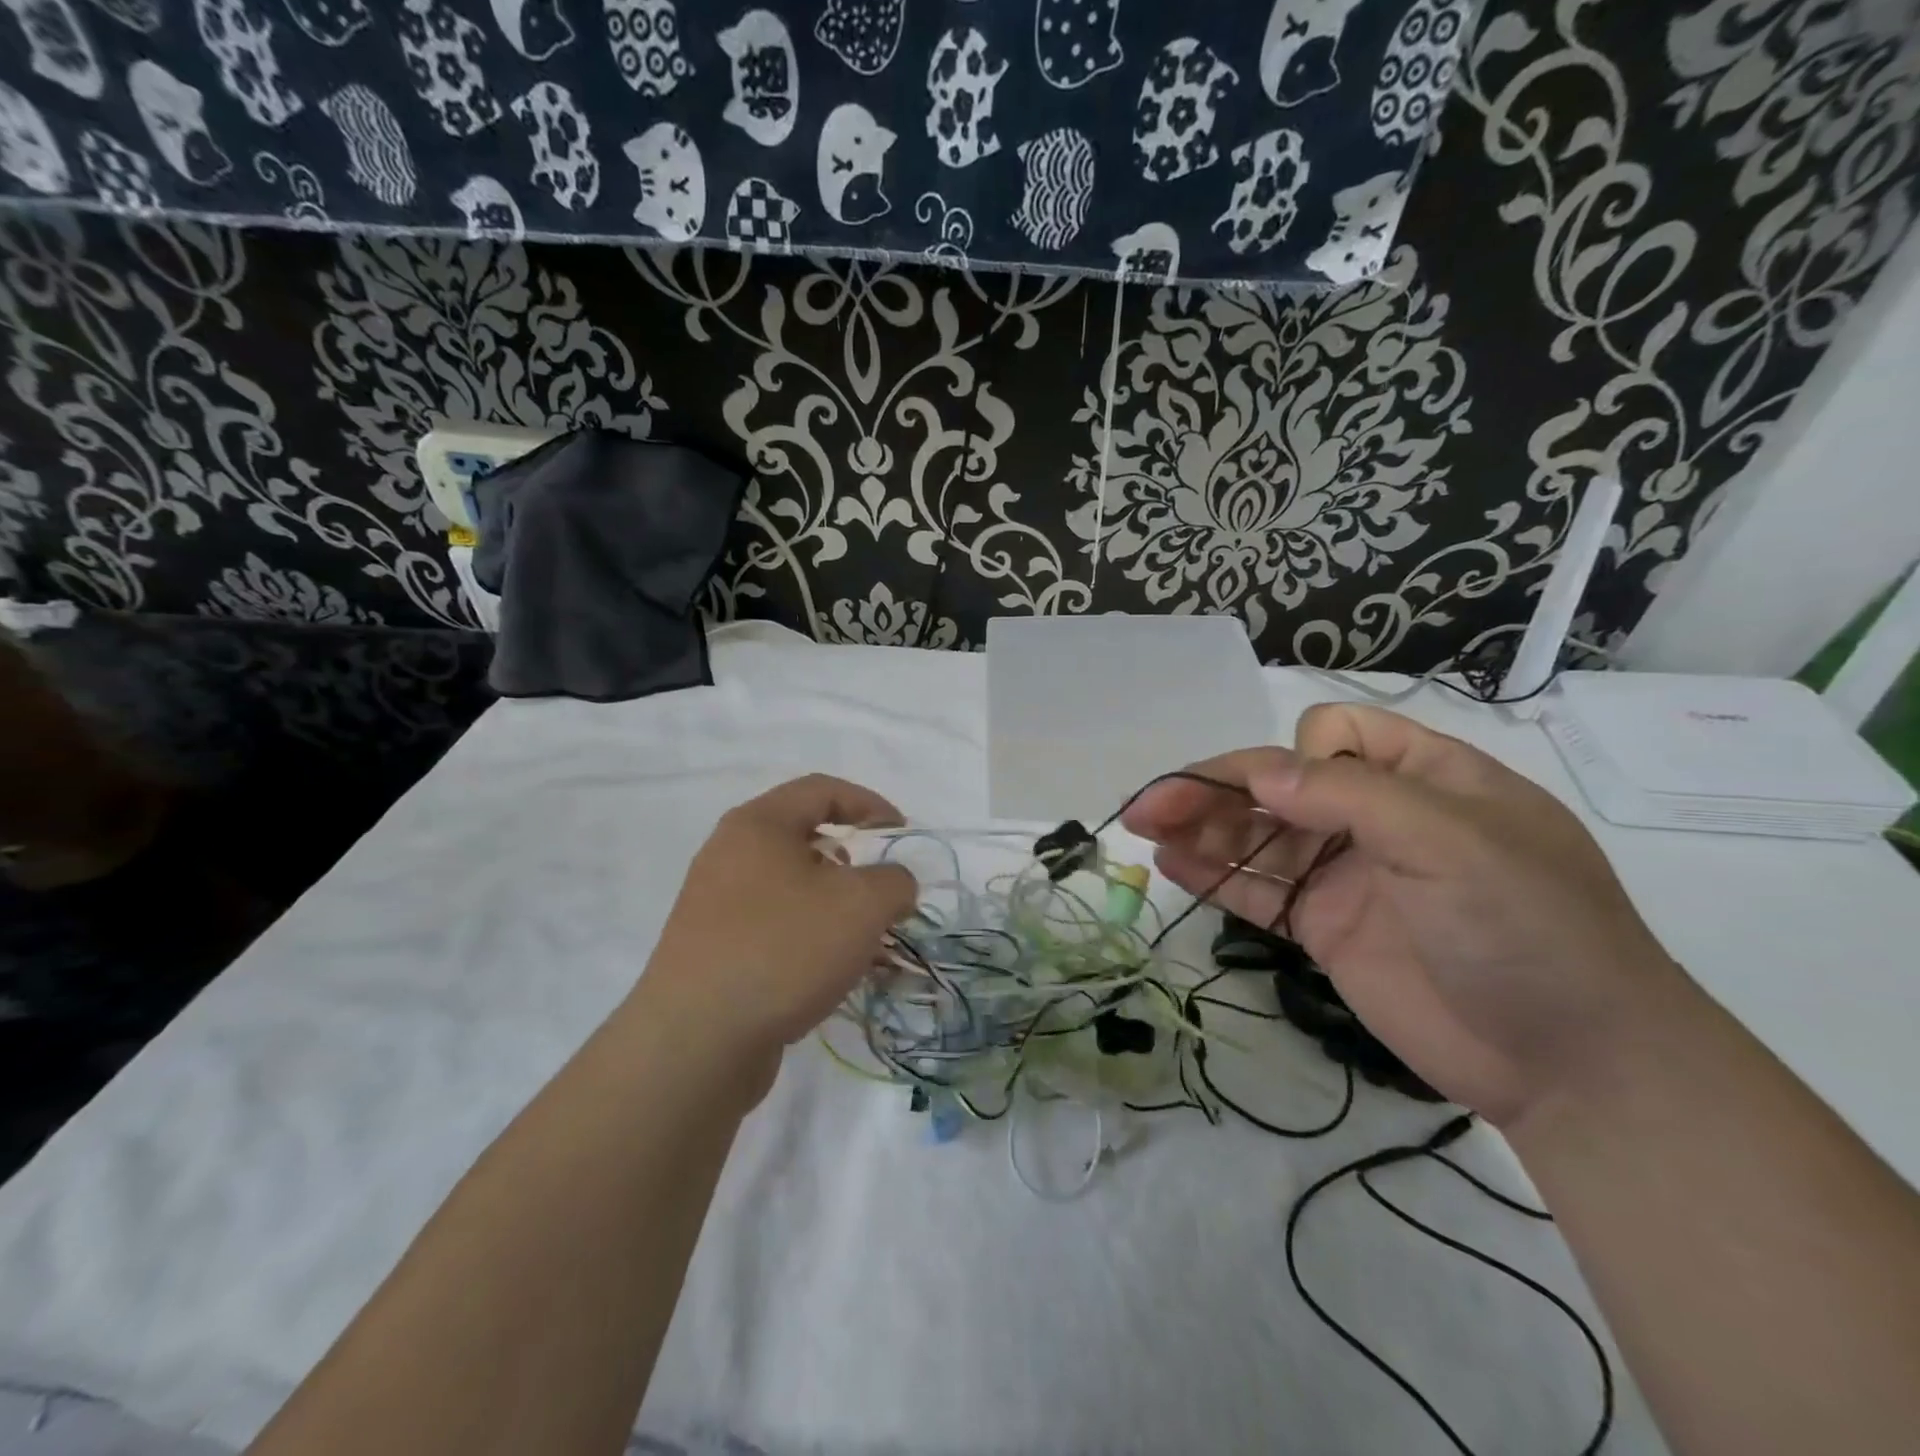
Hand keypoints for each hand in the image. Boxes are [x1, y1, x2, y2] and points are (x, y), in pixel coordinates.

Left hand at [638, 775, 917, 1098]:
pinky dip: (811, 940)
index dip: (870, 804)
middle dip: (855, 864)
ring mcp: (716, 905)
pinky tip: (835, 975)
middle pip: (806, 841)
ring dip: (837, 909)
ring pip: (793, 891)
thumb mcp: (862, 904)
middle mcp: (730, 855)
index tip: (901, 834)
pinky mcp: (713, 951)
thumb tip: (892, 886)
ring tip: (866, 942)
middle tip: (881, 892)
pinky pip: (776, 929)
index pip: (822, 789)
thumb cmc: (784, 948)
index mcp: (758, 825)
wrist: (696, 1042)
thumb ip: (894, 881)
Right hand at [1122, 704, 1685, 1127]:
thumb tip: (1257, 774)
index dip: (1297, 758)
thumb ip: (1348, 796)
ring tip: (1143, 828)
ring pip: (1257, 836)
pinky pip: (1259, 890)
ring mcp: (1346, 874)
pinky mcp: (1324, 927)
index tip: (1295, 801)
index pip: (1331, 734)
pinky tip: (1170, 864)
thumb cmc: (1527, 929)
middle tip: (1149, 806)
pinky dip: (1214, 875)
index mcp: (1420, 778)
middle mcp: (1375, 818)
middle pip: (1276, 787)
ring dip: (1200, 828)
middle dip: (1212, 789)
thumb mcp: (1451, 842)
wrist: (1575, 1067)